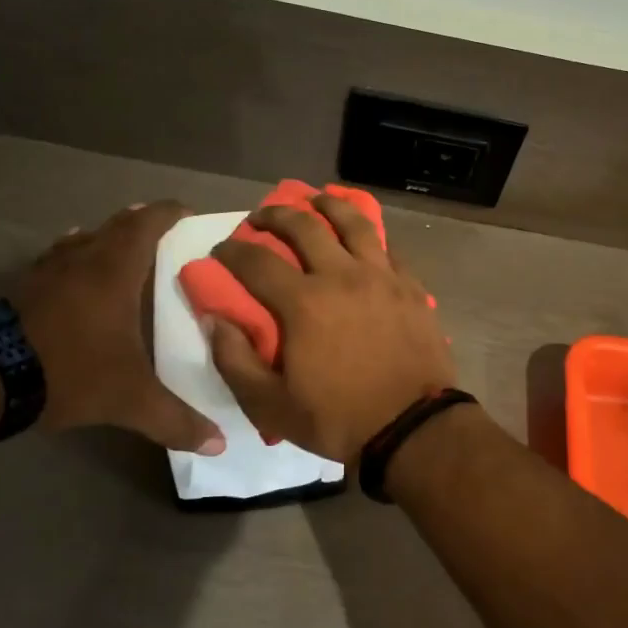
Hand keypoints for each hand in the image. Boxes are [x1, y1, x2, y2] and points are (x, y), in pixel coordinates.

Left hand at [12, 202, 223, 450]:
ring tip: (120, 246)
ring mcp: (47, 273)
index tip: (187, 211)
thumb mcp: (130, 400)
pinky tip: (71, 272)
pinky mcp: (21, 290)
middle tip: (162, 228)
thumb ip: (175, 420)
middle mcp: (82, 261)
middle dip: (140, 222)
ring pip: (82, 240)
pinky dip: (73, 258)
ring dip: (104, 238)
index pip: (146, 225)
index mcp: (114, 272)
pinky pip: (55, 260)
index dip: (168, 213)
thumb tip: (219, 443)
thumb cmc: (71, 372)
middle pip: (115, 226)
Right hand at [208, 195, 455, 462]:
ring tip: (316, 199)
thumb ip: (235, 360)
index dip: (232, 251)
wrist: (413, 427)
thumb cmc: (339, 419)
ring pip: (353, 223)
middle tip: (261, 216)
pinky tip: (363, 238)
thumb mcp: (271, 406)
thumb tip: (214, 319)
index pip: (256, 262)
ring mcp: (382, 277)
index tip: (221, 249)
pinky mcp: (410, 286)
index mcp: (304, 302)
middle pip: (305, 226)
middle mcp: (342, 276)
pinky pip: (387, 248)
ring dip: (329, 205)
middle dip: (276, 214)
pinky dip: (369, 236)